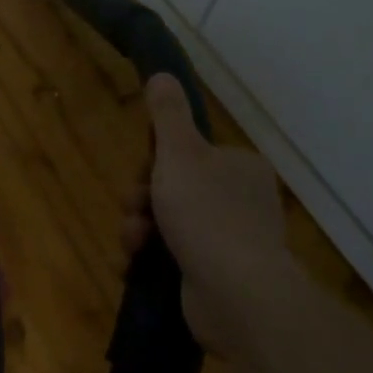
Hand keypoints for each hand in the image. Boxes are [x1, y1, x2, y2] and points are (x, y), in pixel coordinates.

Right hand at [123, 74, 293, 358]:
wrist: (238, 297)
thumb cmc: (207, 214)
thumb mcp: (181, 153)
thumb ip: (168, 114)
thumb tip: (163, 74)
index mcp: (239, 167)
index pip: (188, 154)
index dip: (156, 162)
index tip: (142, 173)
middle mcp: (240, 201)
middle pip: (172, 188)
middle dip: (143, 200)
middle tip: (135, 211)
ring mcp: (230, 243)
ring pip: (167, 224)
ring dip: (140, 230)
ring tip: (133, 245)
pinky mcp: (216, 278)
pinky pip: (172, 259)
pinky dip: (149, 261)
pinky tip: (133, 266)